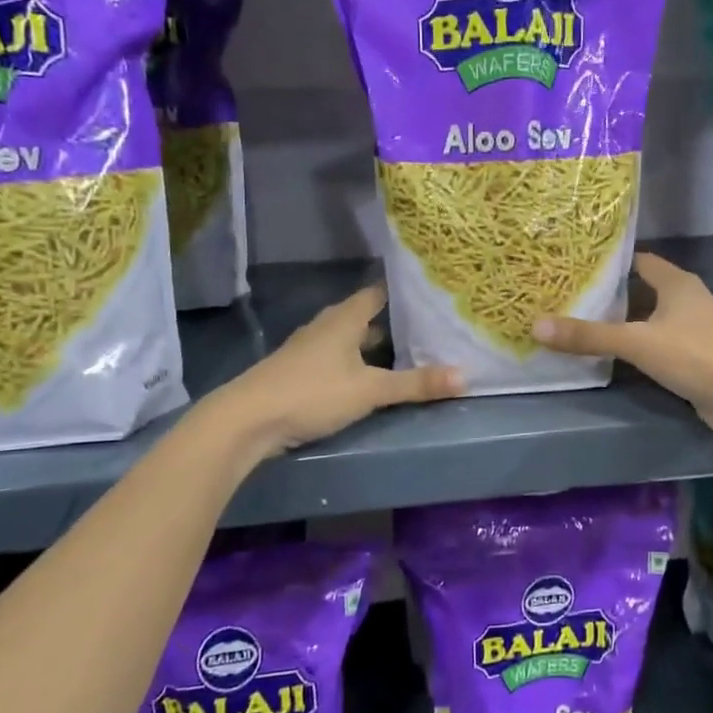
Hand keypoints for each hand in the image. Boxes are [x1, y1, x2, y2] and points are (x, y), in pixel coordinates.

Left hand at [225, 286, 463, 456]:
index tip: (427, 291)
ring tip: (403, 350)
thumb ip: (415, 384)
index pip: (376, 293)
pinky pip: (335, 359)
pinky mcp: (297, 373)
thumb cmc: (312, 393)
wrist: (246, 420)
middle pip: (362, 316)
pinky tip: (366, 378)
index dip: (400, 291)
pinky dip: (354, 362)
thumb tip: (465, 376)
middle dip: (391, 320)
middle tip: (425, 324)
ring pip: (347, 339)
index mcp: (343, 320)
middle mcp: (325, 328)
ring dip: (371, 344)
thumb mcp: (370, 390)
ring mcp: (307, 350)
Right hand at [533, 253, 712, 439]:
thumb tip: (536, 325)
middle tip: (568, 295)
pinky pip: (655, 343)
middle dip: (608, 293)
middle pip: (640, 289)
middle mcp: (685, 299)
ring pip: (647, 318)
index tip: (575, 266)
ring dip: (620, 322)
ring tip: (579, 321)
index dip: (608, 263)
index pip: (637, 261)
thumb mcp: (636, 342)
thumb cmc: (694, 354)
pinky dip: (634, 345)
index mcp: (676, 282)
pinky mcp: (692, 356)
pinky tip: (609, 353)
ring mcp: (691, 328)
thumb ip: (589, 336)